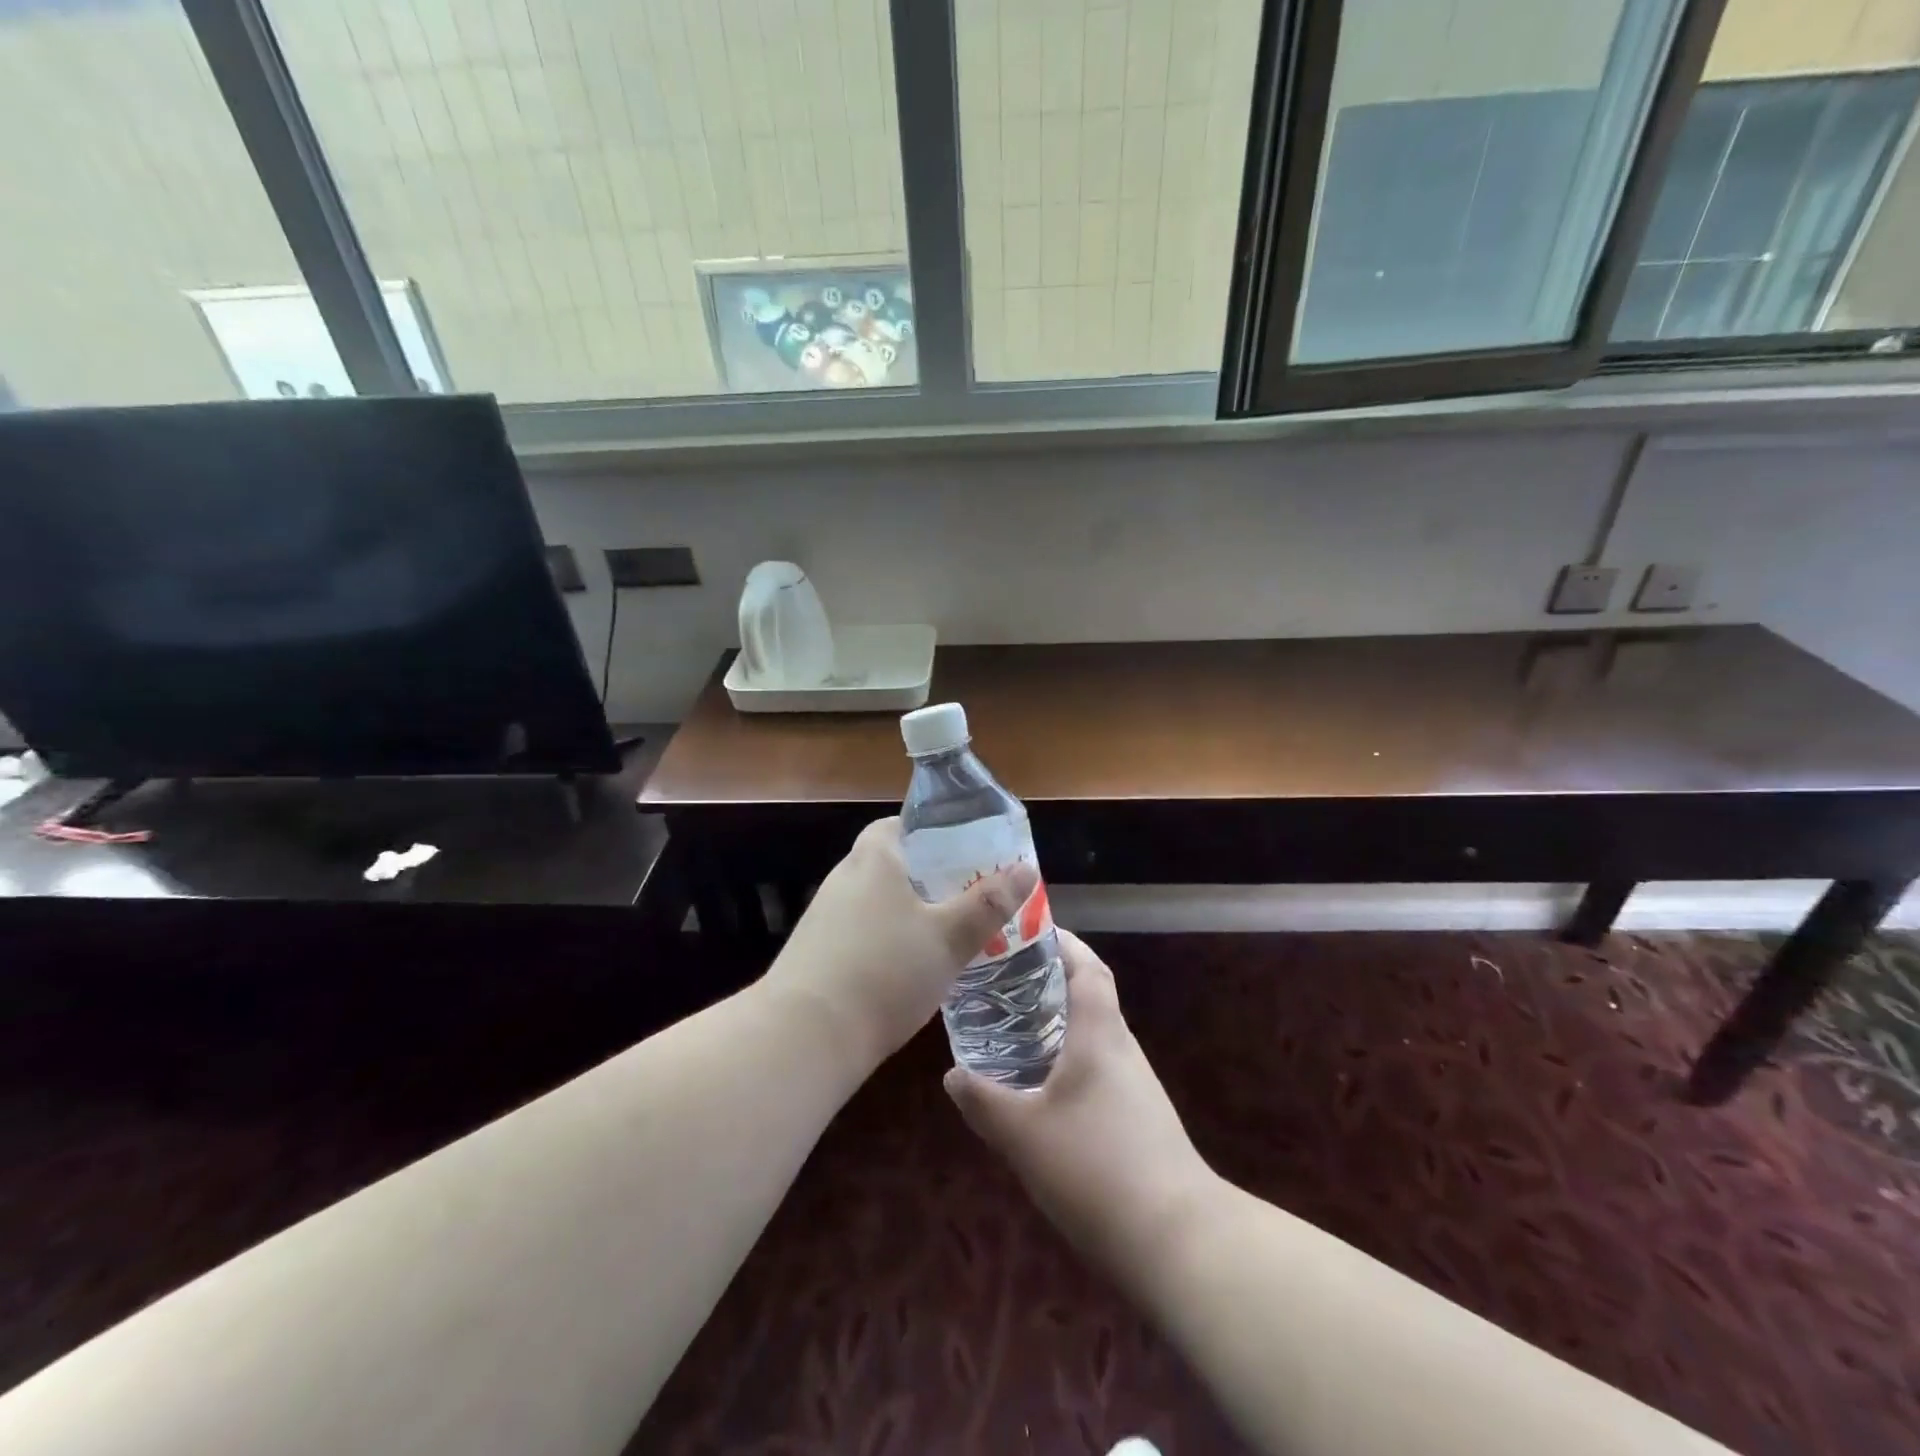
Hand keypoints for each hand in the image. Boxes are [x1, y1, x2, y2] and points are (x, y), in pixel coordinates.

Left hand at [764, 817, 1038, 1071]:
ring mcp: (824, 916)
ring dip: (906, 911)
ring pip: (875, 901)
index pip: (897, 825)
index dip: (930, 832)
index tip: (962, 851)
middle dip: (926, 876)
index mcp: (873, 859)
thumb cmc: (885, 971)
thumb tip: (1026, 868)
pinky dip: (885, 939)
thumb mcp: (948, 938)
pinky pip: (859, 931)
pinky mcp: (815, 952)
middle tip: (966, 894)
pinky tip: (907, 968)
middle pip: (889, 863)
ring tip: (946, 932)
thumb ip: (987, 904)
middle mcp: (843, 879)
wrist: (805, 1036)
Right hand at [944, 931, 1216, 1279]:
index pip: (1088, 967)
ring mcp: (1137, 1086)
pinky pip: (1100, 1070)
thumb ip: (984, 1102)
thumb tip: (952, 1074)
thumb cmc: (1096, 1168)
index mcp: (1100, 1034)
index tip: (1028, 934)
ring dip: (1059, 1026)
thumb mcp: (1023, 1136)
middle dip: (1050, 984)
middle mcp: (1123, 1049)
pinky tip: (1042, 1091)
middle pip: (1090, 997)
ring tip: (1013, 1031)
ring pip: (1094, 1037)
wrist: (1178, 1240)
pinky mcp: (1141, 1120)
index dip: (1063, 943)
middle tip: (1004, 984)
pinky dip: (1070, 1062)